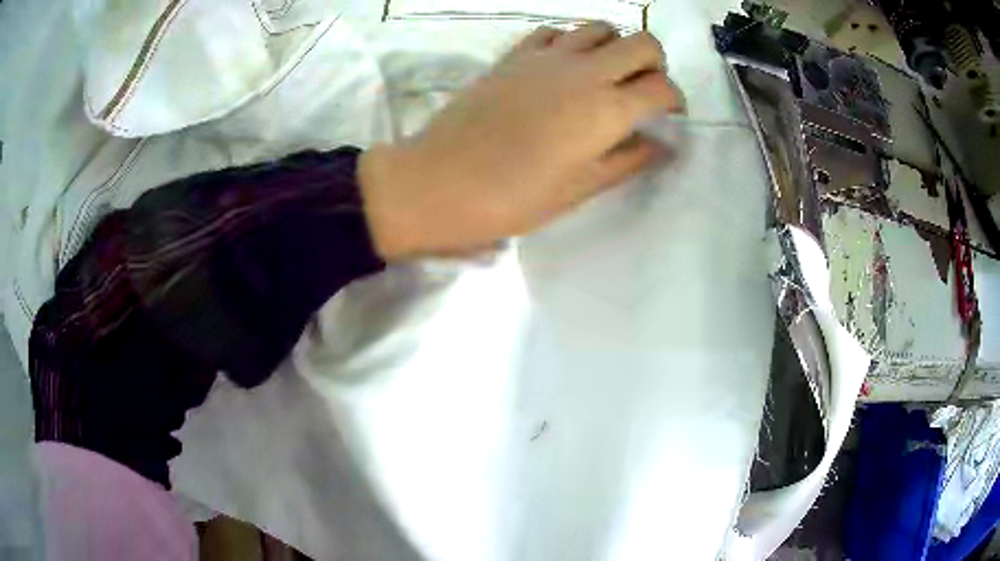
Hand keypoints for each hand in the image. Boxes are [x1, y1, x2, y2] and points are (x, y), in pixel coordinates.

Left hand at [359, 22, 683, 259]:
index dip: (675, 101)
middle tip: (642, 91)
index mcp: (607, 109)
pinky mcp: (514, 54)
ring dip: (615, 47)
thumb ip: (627, 161)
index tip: (668, 116)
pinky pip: (555, 30)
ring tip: (605, 76)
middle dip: (654, 64)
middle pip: (643, 42)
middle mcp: (585, 71)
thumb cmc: (512, 198)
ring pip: (600, 27)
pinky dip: (571, 42)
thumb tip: (660, 145)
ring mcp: (547, 56)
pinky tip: (564, 67)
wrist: (439, 181)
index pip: (664, 87)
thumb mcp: (579, 189)